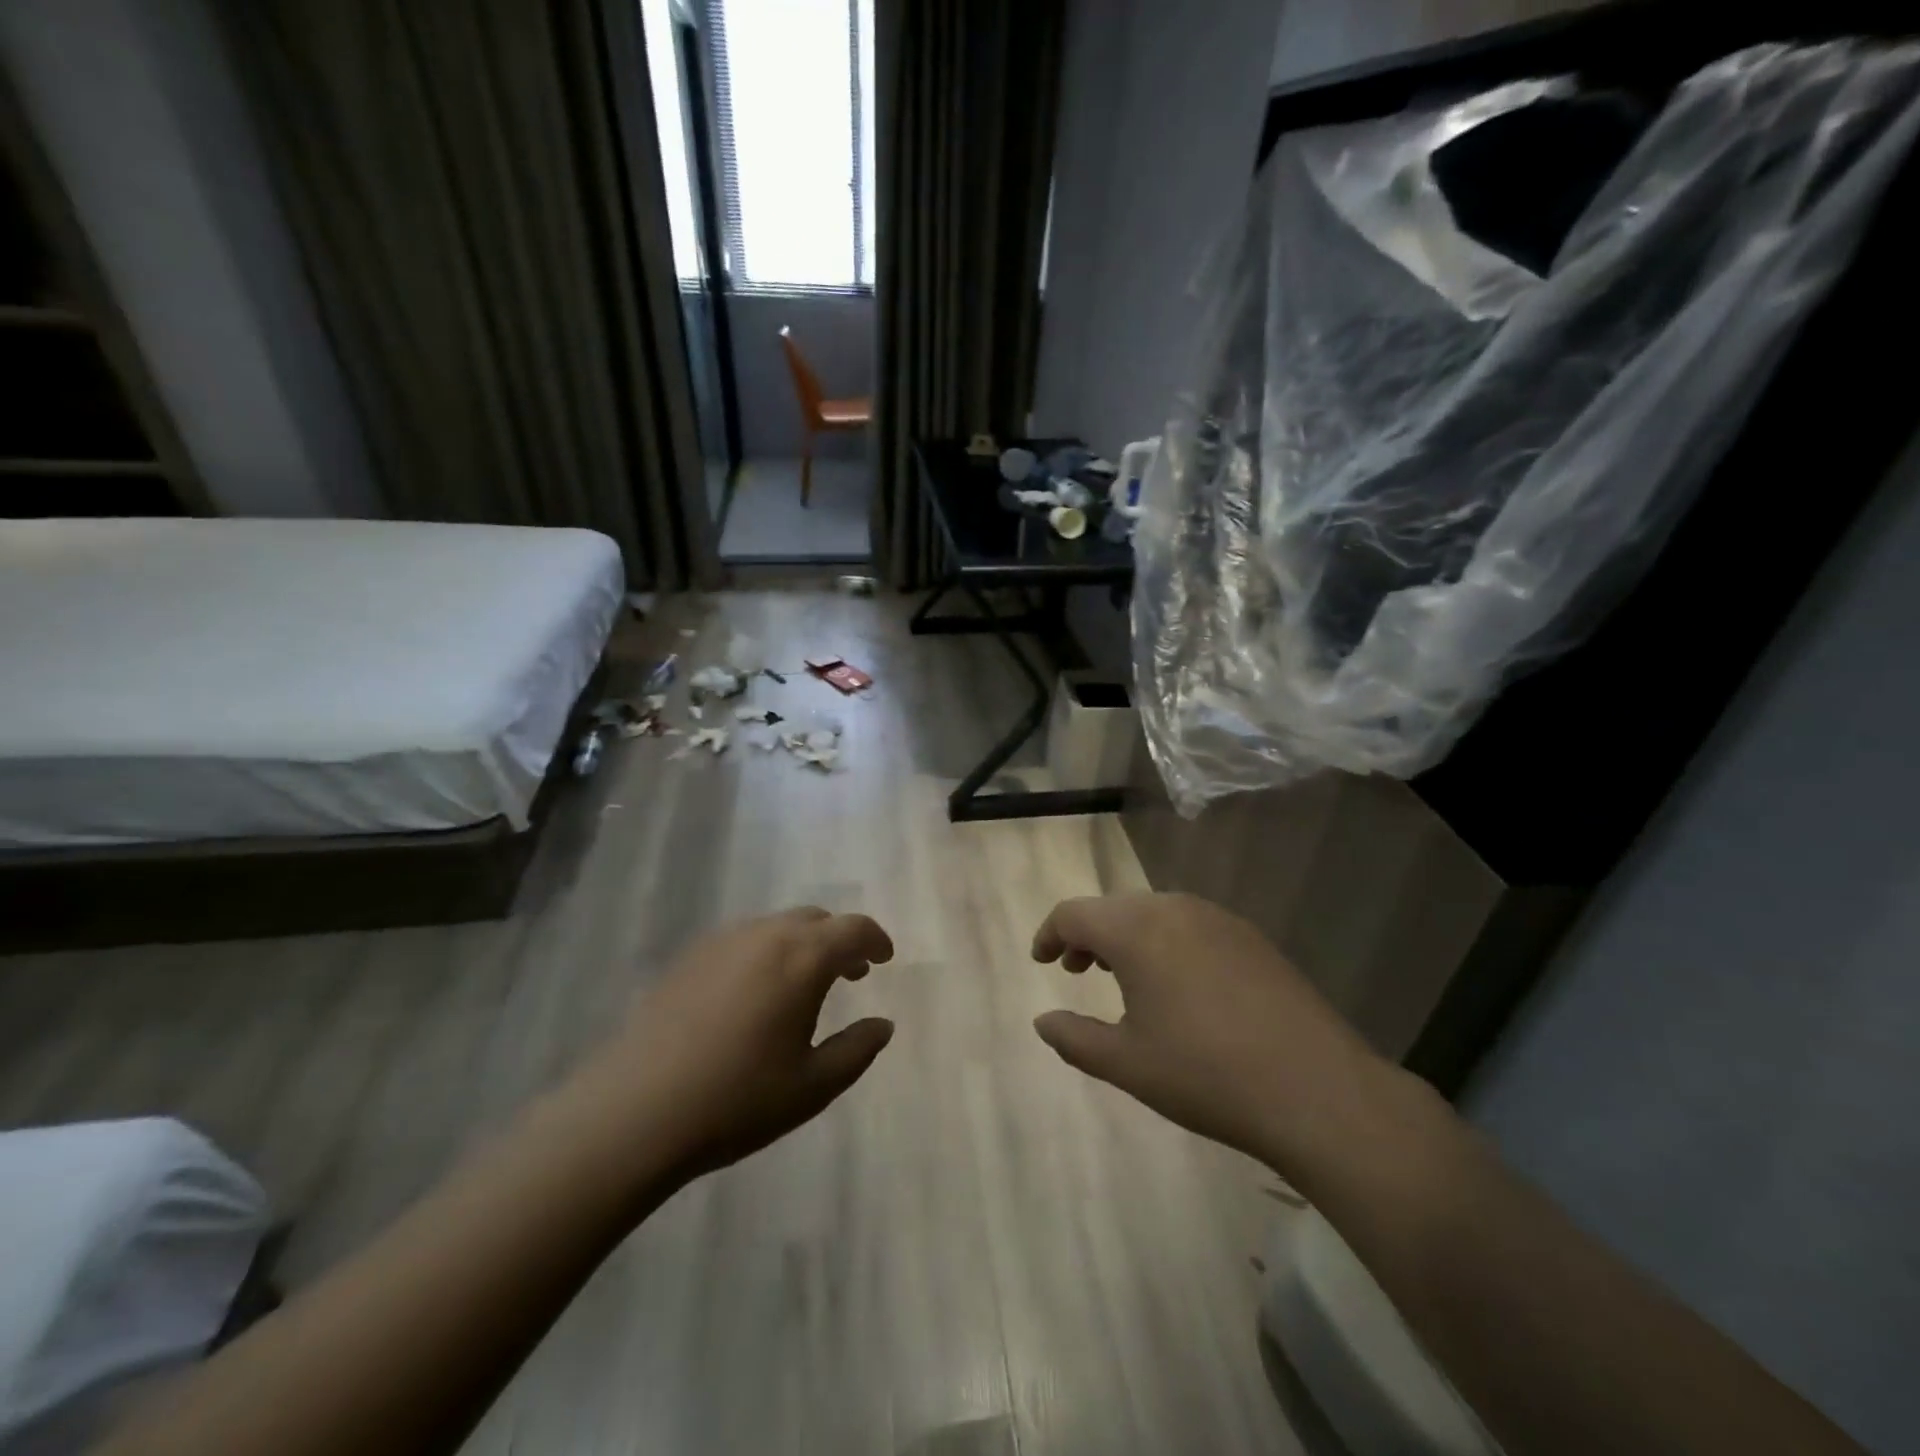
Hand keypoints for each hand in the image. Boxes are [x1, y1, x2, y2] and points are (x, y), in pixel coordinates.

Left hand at [576, 907, 895, 1180]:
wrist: (635, 1111)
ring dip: (803, 944)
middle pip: (816, 919)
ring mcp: (723, 942)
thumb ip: (857, 1050)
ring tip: (804, 985)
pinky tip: (756, 994)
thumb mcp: (813, 1086)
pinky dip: (767, 952)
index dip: (876, 939)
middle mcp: (766, 935)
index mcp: (803, 959)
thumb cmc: (737, 1100)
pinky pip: (745, 939)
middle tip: (851, 973)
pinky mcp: (690, 957)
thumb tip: (883, 1025)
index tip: (885, 958)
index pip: (853, 929)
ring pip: (778, 926)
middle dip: (840, 940)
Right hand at [1031, 892, 1402, 1185]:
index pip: (1074, 913)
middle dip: (1088, 935)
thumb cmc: (1206, 1075)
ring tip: (1124, 977)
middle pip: (1114, 908)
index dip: (1049, 933)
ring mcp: (1218, 918)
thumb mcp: (1127, 1064)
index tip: (1041, 960)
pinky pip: (1190, 924)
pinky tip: (1179, 985)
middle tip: (1077, 971)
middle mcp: (1174, 908)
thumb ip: (1074, 1038)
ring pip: (1153, 913)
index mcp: (1136, 930)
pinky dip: (1165, 942)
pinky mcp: (1250, 936)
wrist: (1318, 1090)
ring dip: (1127, 936)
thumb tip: (1042, 1020)